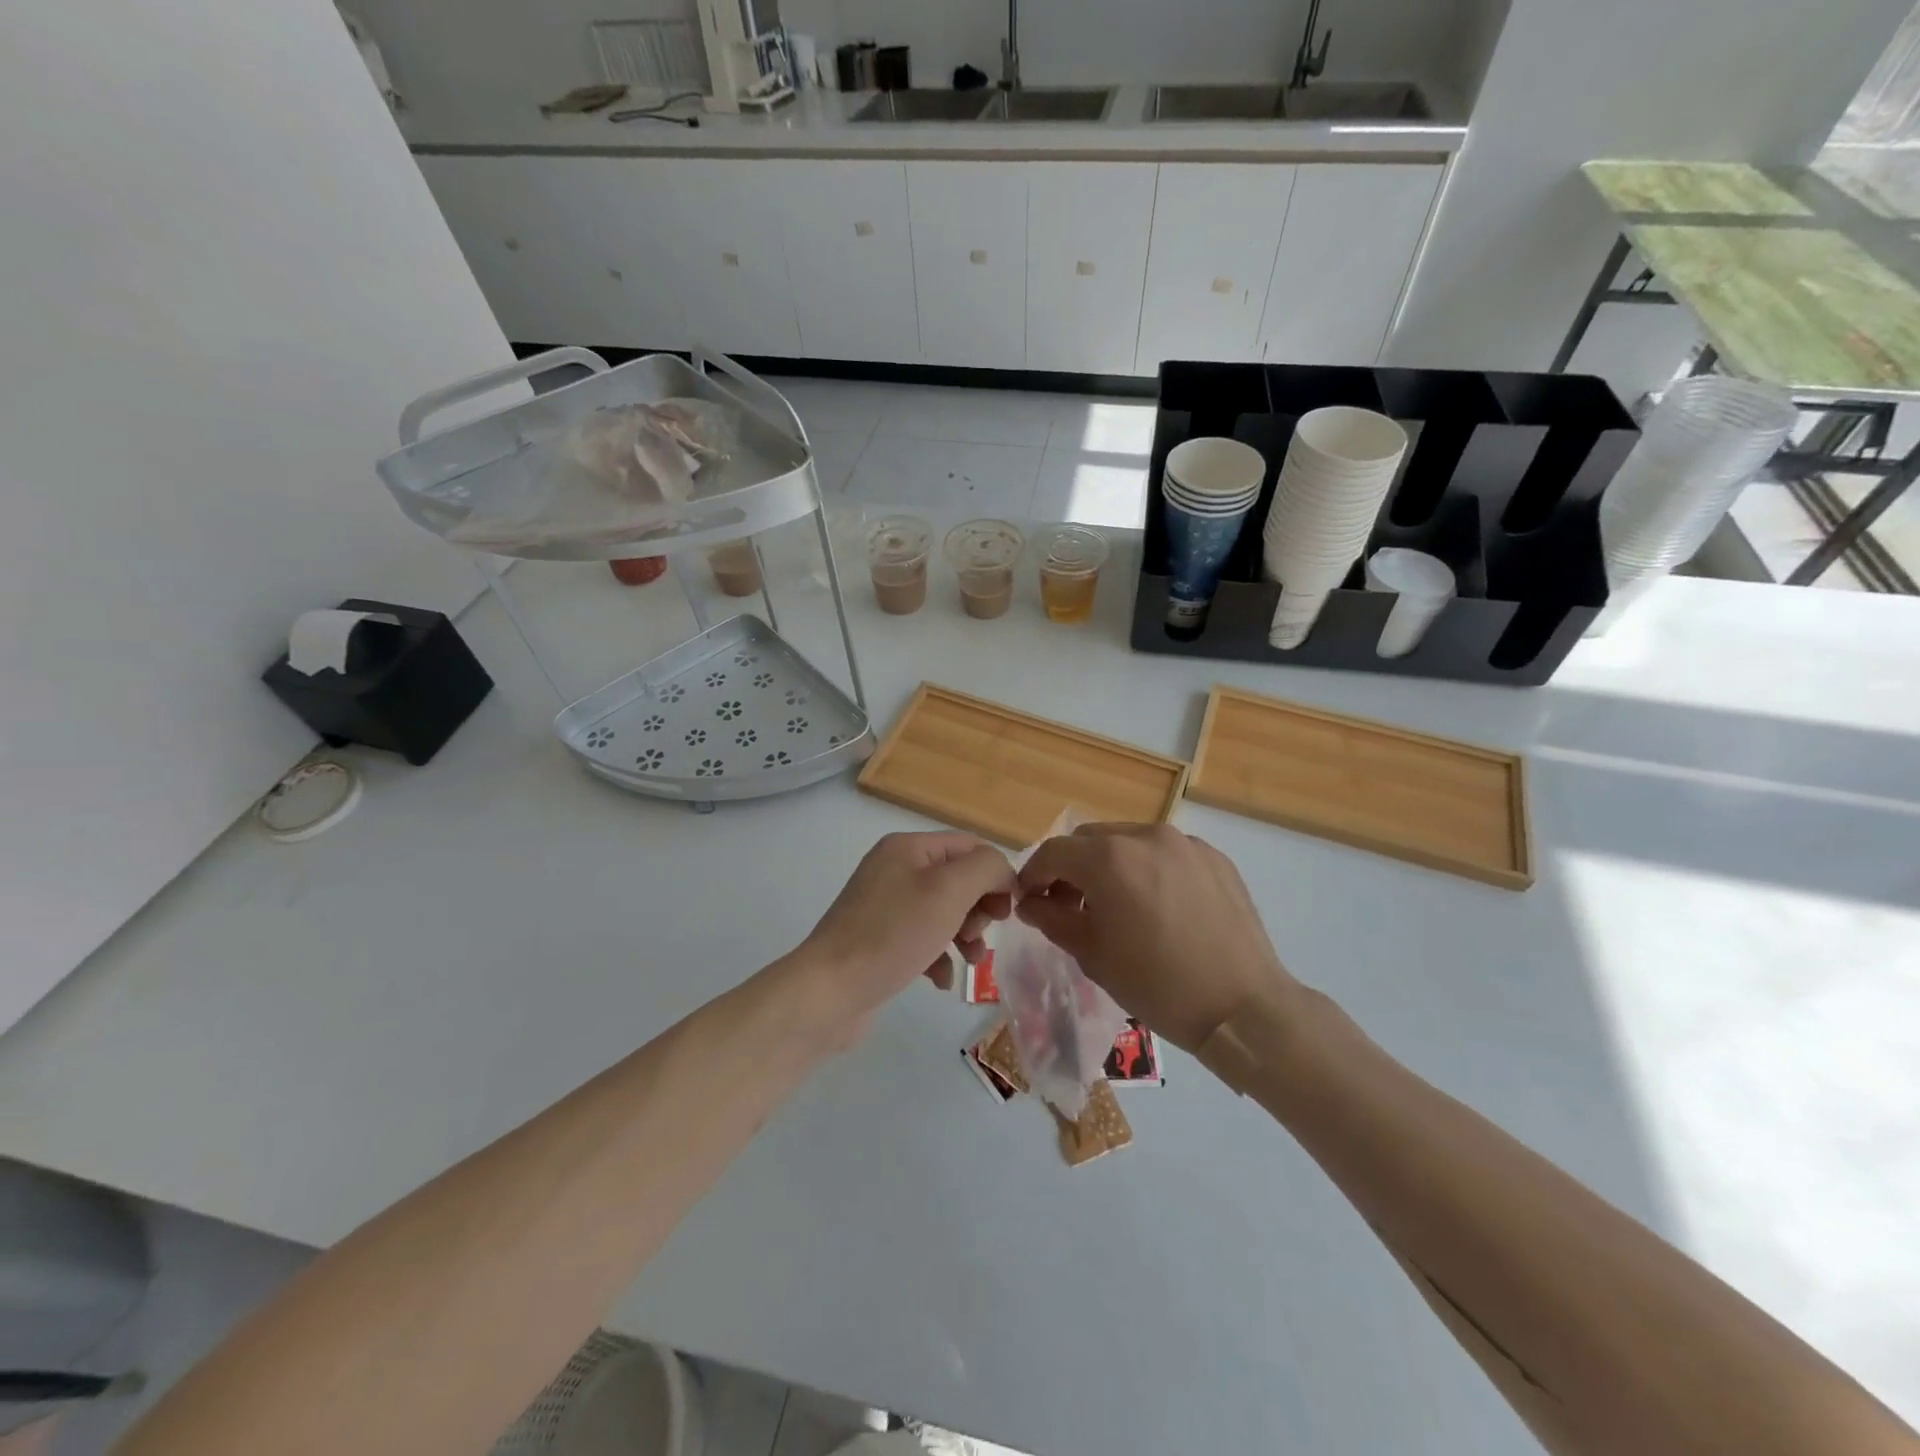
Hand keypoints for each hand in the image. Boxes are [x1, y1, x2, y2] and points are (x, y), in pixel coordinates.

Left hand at [795, 832, 1016, 1039]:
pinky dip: (939, 956)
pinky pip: (923, 939)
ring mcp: (884, 906)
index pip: (969, 845)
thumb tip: (1003, 873)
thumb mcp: (948, 891)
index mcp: (908, 847)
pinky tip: (940, 980)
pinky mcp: (879, 940)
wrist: (828, 991)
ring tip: (969, 961)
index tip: (1009, 910)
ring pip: (944, 912)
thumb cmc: (893, 934)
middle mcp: (894, 869)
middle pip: (958, 879)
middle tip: (978, 935)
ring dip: (965, 935)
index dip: (996, 873)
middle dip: (978, 908)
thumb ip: (985, 869)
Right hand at [1016, 823, 1297, 1051]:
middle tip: (1070, 906)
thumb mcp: (1093, 955)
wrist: (1243, 1007)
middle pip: (1089, 840)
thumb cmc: (1157, 986)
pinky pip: (1165, 853)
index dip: (1033, 875)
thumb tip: (1032, 903)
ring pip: (1128, 841)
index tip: (1030, 901)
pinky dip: (1147, 869)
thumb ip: (1053, 919)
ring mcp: (1185, 843)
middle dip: (1071, 868)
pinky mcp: (1214, 857)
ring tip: (1117, 906)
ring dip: (1110, 866)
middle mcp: (1145, 836)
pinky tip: (1157, 907)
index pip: (1053, 852)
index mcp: (1110, 859)